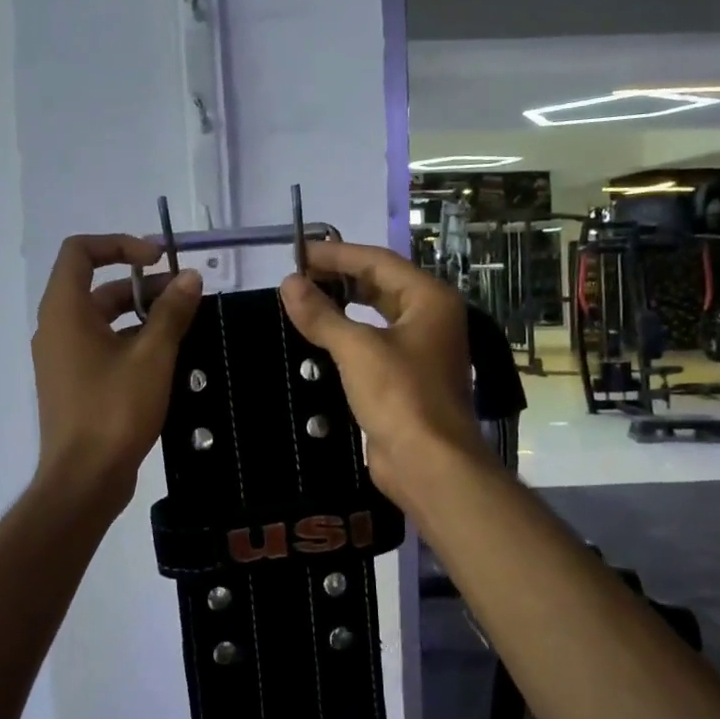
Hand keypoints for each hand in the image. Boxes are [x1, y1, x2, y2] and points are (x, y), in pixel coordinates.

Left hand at [31, 235, 201, 507]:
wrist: (84, 479)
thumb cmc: (114, 410)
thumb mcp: (152, 356)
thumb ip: (171, 312)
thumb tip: (191, 278)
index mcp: (65, 311)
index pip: (81, 251)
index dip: (120, 244)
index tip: (159, 259)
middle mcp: (57, 328)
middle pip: (98, 286)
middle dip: (143, 285)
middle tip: (187, 297)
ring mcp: (63, 358)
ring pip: (104, 319)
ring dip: (142, 315)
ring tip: (186, 326)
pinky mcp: (74, 383)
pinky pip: (103, 346)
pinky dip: (132, 341)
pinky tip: (168, 357)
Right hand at [277, 240, 487, 503]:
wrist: (429, 464)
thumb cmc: (400, 396)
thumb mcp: (357, 349)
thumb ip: (322, 314)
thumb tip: (289, 284)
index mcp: (430, 299)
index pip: (378, 261)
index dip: (336, 255)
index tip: (297, 254)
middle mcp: (430, 318)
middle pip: (379, 285)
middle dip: (338, 280)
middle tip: (296, 280)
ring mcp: (420, 350)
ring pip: (375, 316)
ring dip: (341, 309)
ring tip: (301, 305)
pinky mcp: (406, 379)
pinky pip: (372, 346)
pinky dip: (346, 338)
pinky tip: (317, 341)